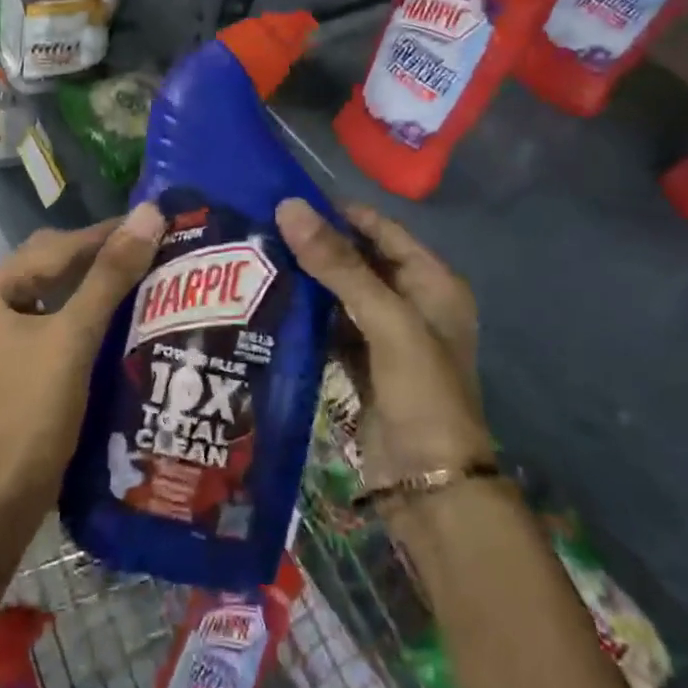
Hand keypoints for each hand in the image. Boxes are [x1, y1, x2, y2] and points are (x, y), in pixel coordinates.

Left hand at [0, 205, 166, 520]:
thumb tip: (150, 214)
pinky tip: (127, 313)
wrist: (9, 492)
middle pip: (59, 263)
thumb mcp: (76, 334)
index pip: (62, 246)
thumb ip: (111, 274)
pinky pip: (65, 316)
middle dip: (105, 255)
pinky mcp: (27, 356)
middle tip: (157, 250)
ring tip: (150, 274)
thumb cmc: (35, 407)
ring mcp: (10, 330)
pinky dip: (94, 309)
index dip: (110, 234)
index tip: (159, 224)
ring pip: (63, 289)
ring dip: (102, 281)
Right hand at [275, 199, 494, 488]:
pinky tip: (268, 303)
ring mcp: (384, 337)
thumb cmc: (422, 393)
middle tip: (260, 228)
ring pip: (339, 294)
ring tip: (255, 258)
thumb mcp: (386, 321)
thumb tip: (290, 206)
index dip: (340, 214)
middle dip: (316, 247)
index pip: (381, 230)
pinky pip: (328, 328)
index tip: (288, 200)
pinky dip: (305, 316)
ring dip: (306, 280)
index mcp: (432, 283)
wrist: (429, 487)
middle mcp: (410, 303)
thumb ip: (339, 265)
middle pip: (358, 261)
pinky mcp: (360, 365)